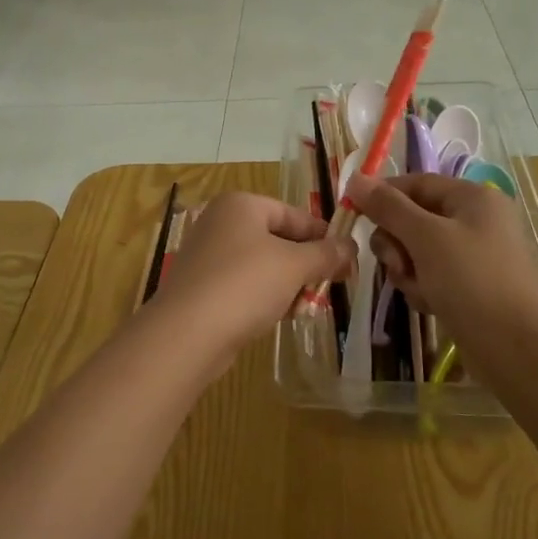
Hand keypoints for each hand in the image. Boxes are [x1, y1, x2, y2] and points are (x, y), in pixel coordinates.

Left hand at [151, 193, 352, 370]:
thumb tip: (351, 246)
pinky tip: (280, 317)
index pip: (294, 214)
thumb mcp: (294, 265)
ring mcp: (208, 256)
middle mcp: (221, 223)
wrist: (187, 333)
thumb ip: (326, 254)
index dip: (323, 237)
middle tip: (330, 287)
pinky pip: (244, 286)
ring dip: (289, 285)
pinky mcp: (202, 287)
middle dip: (306, 265)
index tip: (348, 261)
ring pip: (263, 265)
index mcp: (241, 205)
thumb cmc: (245, 284)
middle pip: (278, 240)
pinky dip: (265, 298)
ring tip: (305, 308)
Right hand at [348, 173, 537, 363]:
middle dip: (397, 243)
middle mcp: (475, 221)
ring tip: (421, 291)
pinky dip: (424, 288)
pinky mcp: (470, 287)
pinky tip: (431, 305)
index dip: (383, 196)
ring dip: (408, 270)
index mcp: (473, 198)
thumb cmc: (473, 281)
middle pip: (413, 219)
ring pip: (417, 251)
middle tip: (398, 264)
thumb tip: (355, 178)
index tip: (354, 215)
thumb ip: (388, 207)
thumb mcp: (425, 237)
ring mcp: (474, 256)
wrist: (518, 350)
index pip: (415, 183)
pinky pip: (431, 276)